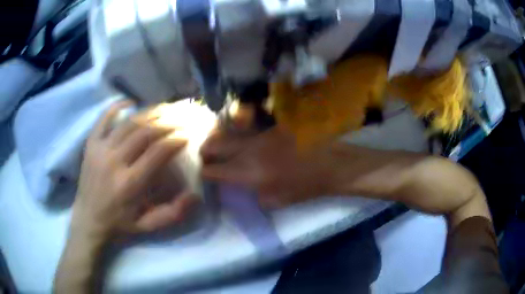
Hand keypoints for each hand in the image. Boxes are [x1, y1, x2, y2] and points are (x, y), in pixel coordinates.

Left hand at [71, 101, 196, 240]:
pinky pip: (103, 119)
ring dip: (148, 113)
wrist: (87, 221)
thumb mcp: (148, 226)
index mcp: (130, 184)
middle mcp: (114, 163)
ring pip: (128, 124)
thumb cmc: (119, 225)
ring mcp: (100, 151)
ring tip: (164, 108)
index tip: (186, 135)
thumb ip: (172, 213)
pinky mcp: (90, 145)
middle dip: (166, 123)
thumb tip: (195, 195)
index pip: (157, 153)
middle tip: (180, 117)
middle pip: (144, 133)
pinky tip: (130, 102)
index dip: (175, 140)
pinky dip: (116, 107)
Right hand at [200, 127, 331, 207]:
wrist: (332, 164)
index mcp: (249, 173)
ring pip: (230, 133)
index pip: (214, 170)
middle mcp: (250, 150)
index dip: (205, 172)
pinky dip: (239, 134)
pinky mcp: (272, 125)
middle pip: (215, 144)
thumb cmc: (306, 187)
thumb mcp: (277, 201)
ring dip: (220, 139)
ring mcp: (261, 134)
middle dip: (206, 150)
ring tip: (218, 145)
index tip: (203, 173)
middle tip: (205, 156)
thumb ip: (253, 195)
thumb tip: (240, 188)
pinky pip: (249, 129)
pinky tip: (243, 139)